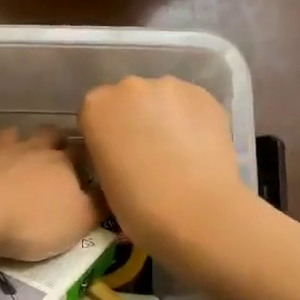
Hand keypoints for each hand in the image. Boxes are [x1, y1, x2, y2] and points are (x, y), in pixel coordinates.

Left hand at [0, 128, 101, 261]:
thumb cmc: (31, 222)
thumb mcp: (78, 223)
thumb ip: (98, 205)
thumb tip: (111, 190)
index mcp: (64, 162)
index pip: (84, 151)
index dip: (88, 158)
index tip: (89, 168)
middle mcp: (34, 146)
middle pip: (51, 134)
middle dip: (57, 142)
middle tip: (56, 158)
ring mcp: (0, 145)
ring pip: (17, 133)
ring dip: (21, 142)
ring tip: (19, 158)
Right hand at [79, 77, 244, 255]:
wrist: (196, 213)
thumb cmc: (138, 206)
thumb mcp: (103, 178)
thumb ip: (107, 150)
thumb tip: (124, 148)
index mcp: (96, 106)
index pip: (95, 113)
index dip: (106, 134)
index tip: (117, 155)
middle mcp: (129, 87)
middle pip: (128, 98)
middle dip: (134, 119)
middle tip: (147, 152)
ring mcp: (169, 87)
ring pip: (161, 99)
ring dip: (164, 117)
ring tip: (177, 150)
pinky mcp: (204, 95)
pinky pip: (190, 104)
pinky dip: (190, 120)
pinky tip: (197, 147)